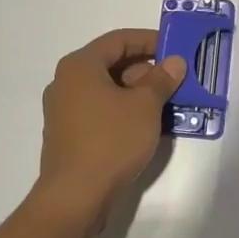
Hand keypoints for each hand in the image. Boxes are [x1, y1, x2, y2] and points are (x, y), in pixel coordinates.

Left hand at [34, 28, 186, 234]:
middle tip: (175, 79)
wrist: (74, 198)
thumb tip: (174, 62)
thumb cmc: (110, 141)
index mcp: (80, 66)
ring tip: (166, 102)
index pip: (118, 40)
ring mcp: (64, 111)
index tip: (174, 48)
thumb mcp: (145, 106)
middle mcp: (66, 82)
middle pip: (111, 64)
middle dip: (145, 69)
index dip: (149, 40)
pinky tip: (146, 125)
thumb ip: (161, 79)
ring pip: (106, 89)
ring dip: (136, 92)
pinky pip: (99, 111)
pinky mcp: (67, 135)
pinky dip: (123, 110)